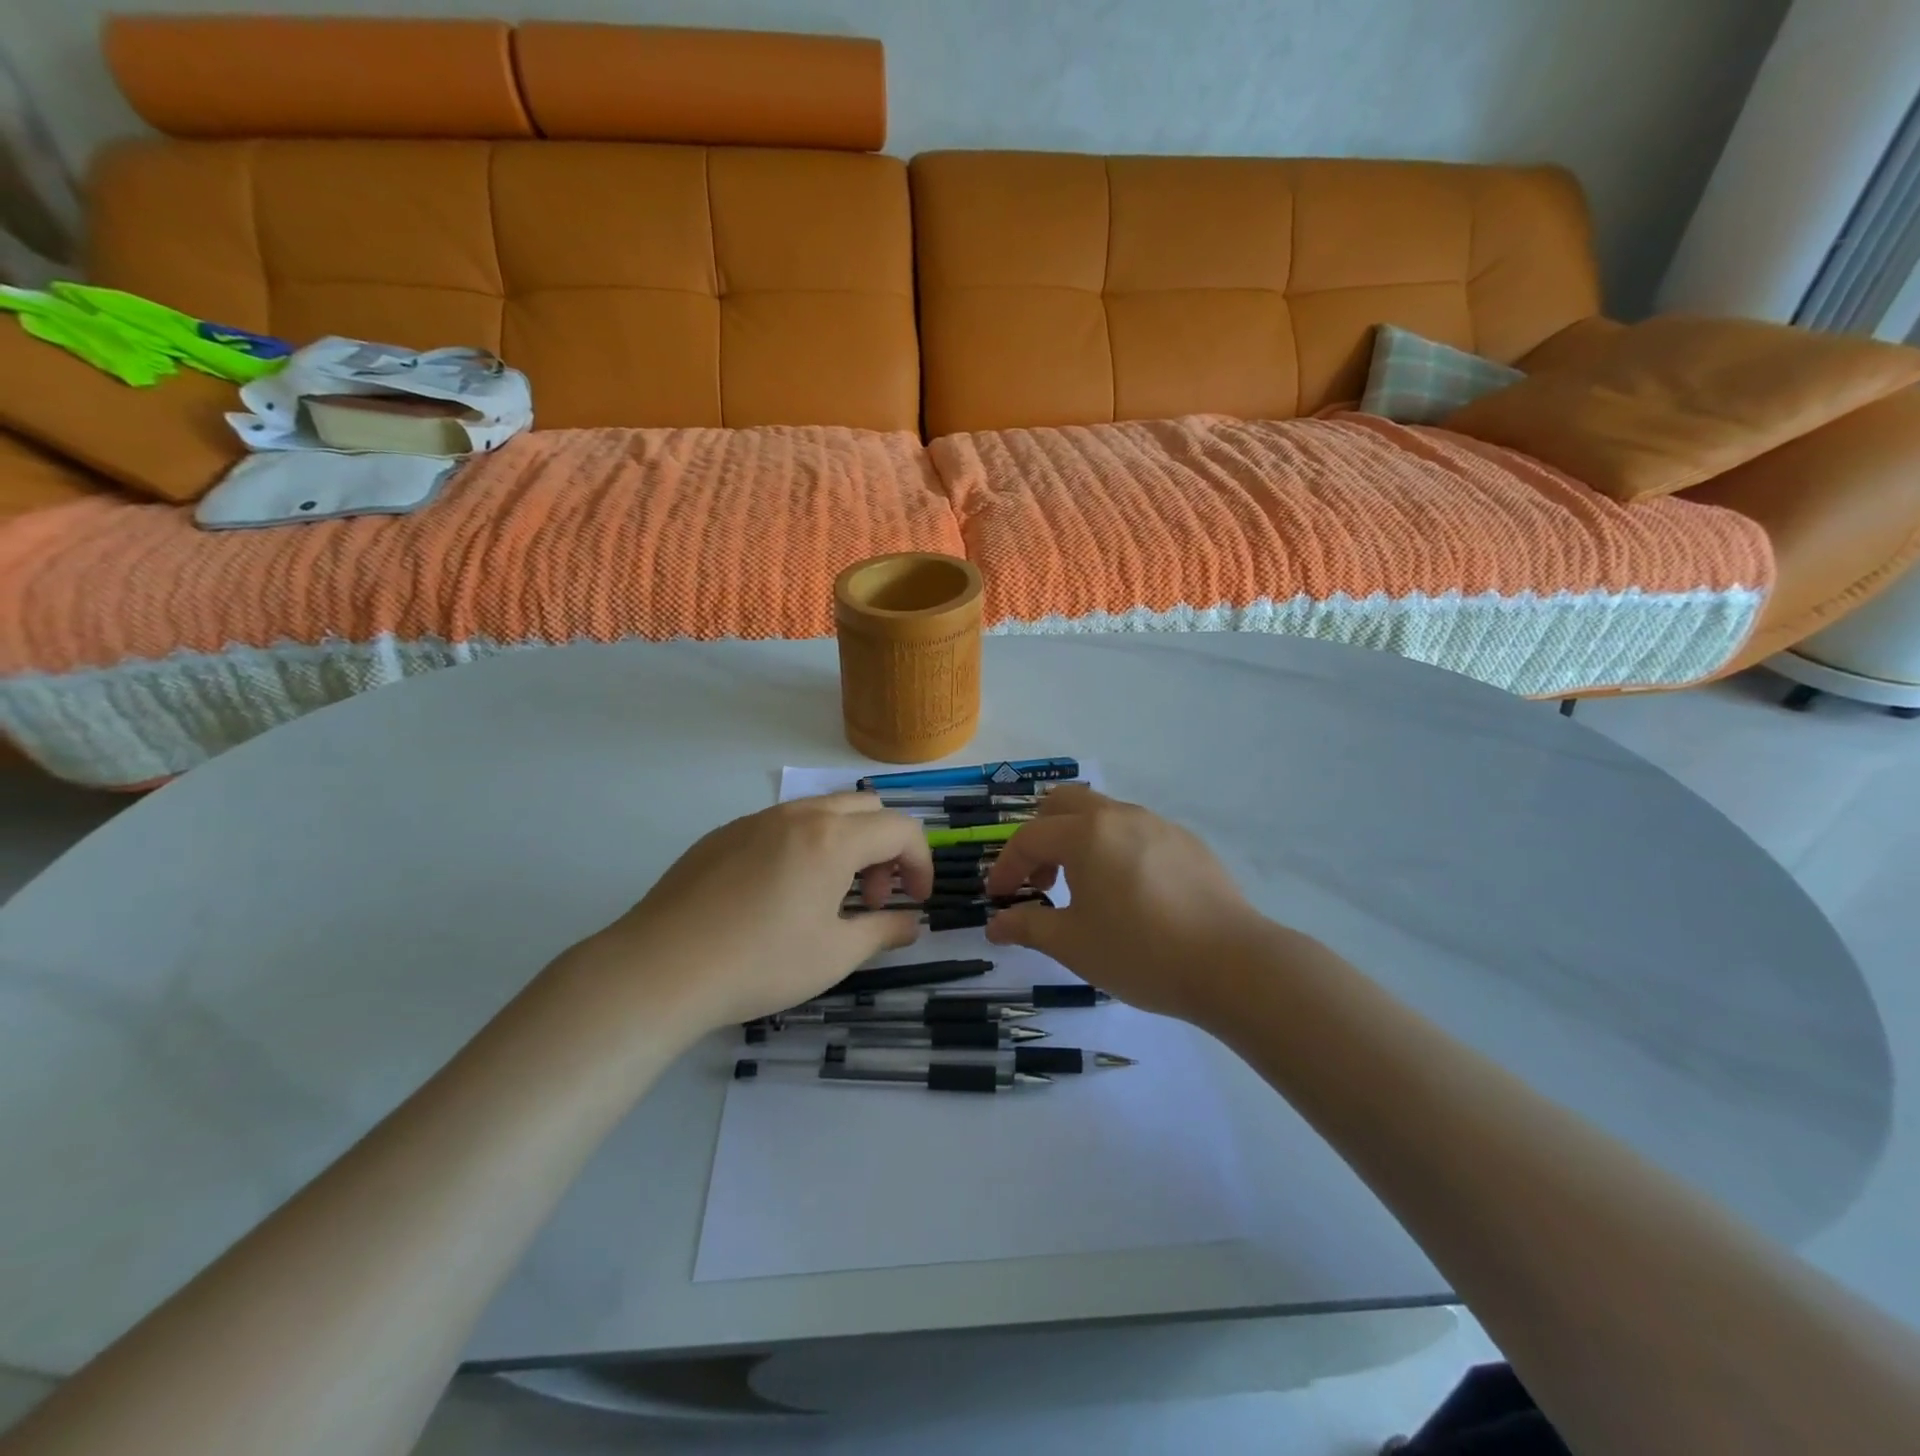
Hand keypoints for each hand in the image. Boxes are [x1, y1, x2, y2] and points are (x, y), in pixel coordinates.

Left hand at [574, 793, 933, 1033]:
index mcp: (833, 838)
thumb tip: (911, 923)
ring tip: (827, 897)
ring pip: (821, 811)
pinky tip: (778, 895)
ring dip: (844, 843)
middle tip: (872, 897)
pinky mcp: (723, 834)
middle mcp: (798, 815)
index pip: (901, 829)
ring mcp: (756, 820)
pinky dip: (804, 846)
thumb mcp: (835, 955)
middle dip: (884, 848)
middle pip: (865, 808)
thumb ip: (884, 931)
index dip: (921, 863)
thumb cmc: (760, 963)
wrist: (659, 969)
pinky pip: (781, 825)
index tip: (916, 901)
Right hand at [983, 785, 1273, 1023]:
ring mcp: (1158, 824)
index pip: (1028, 839)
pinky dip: (1114, 848)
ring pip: (1102, 813)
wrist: (1232, 964)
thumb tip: (995, 924)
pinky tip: (1129, 893)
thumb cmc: (1140, 952)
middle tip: (1039, 880)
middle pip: (1062, 803)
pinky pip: (1135, 831)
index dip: (1005, 867)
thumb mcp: (1073, 945)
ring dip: (1078, 840)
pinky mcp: (1187, 842)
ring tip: (1083, 888)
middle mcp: (1120, 815)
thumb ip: (1027, 928)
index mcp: (1086, 834)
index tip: (998, 898)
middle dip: (1040, 836)